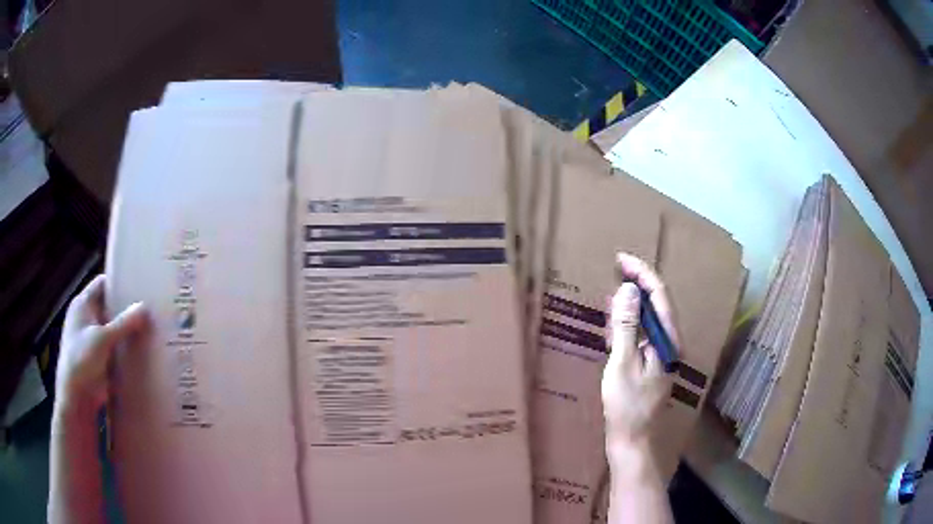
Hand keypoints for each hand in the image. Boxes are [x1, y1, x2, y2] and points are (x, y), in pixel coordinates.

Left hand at [55, 275, 146, 416]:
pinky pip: (114, 348)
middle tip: (150, 309)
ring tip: (151, 329)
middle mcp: (86, 318)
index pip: (102, 283)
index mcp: (82, 304)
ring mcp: (92, 339)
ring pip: (113, 329)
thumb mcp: (103, 339)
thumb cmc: (82, 360)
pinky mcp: (99, 359)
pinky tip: (142, 351)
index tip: (139, 285)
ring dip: (127, 331)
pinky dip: (125, 349)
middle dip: (126, 309)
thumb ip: (123, 323)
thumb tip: (144, 306)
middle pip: (109, 306)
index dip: (118, 282)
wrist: (76, 398)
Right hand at [602, 253, 676, 449]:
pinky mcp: (648, 364)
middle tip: (616, 267)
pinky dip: (627, 323)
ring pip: (648, 318)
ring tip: (614, 285)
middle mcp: (668, 343)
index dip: (642, 273)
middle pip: (656, 303)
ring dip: (632, 301)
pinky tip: (614, 320)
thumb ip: (627, 326)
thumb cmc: (627, 406)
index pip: (660, 295)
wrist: (632, 441)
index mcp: (668, 340)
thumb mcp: (622, 364)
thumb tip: (628, 290)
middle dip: (638, 282)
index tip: (621, 258)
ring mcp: (659, 354)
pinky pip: (639, 335)